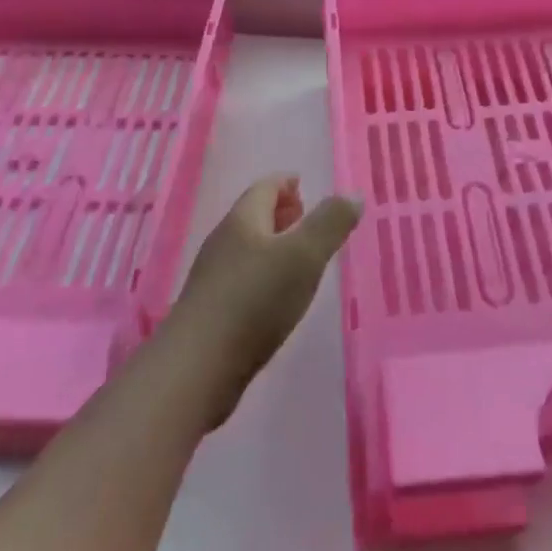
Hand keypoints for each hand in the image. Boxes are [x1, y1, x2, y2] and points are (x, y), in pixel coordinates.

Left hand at [160, 175, 361, 429]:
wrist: (198, 367)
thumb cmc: (255, 300)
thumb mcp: (304, 256)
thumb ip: (331, 223)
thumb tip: (353, 195)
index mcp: (243, 221)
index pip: (264, 188)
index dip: (285, 183)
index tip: (302, 184)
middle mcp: (223, 243)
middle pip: (253, 216)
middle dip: (279, 213)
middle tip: (305, 218)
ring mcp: (213, 278)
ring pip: (247, 248)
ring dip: (272, 245)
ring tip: (299, 258)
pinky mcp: (211, 311)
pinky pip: (241, 278)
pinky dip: (263, 275)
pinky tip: (277, 296)